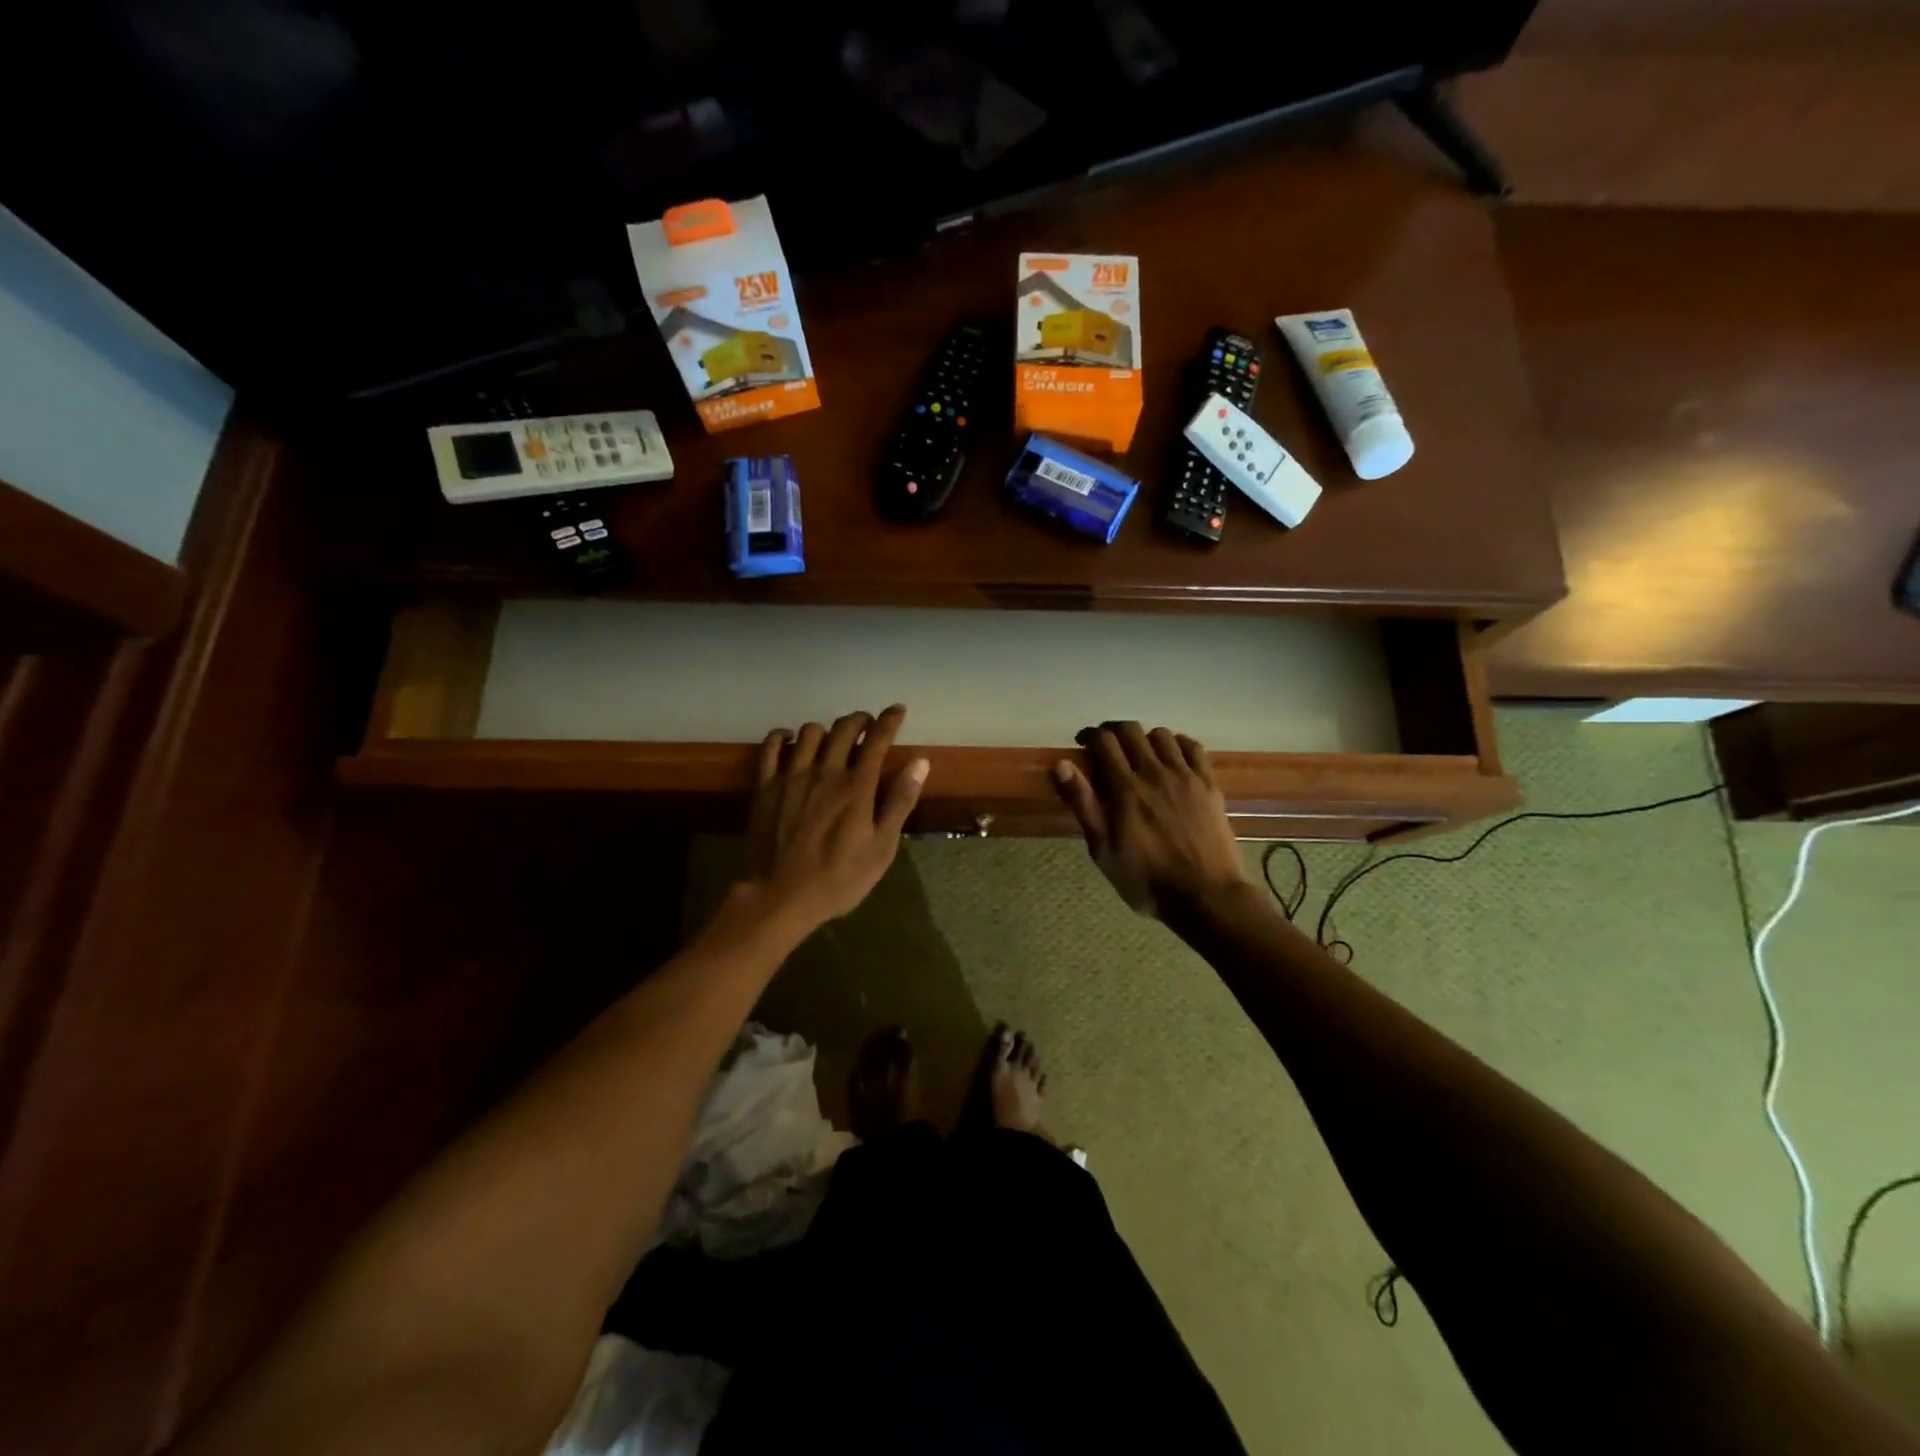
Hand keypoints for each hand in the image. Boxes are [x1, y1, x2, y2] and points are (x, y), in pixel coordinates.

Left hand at [744, 705, 928, 932]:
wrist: (783, 896)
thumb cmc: (840, 877)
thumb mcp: (882, 847)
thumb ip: (900, 801)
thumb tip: (920, 762)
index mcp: (857, 786)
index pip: (877, 738)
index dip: (890, 720)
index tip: (897, 711)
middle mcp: (825, 771)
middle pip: (844, 728)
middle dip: (860, 720)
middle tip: (867, 726)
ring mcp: (791, 776)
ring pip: (809, 732)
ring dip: (826, 729)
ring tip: (831, 740)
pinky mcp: (766, 786)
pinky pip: (771, 746)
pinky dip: (782, 737)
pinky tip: (790, 742)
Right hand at [1053, 722, 1244, 918]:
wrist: (1205, 896)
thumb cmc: (1146, 879)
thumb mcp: (1103, 850)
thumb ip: (1083, 804)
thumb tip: (1062, 764)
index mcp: (1125, 788)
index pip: (1104, 741)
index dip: (1091, 736)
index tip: (1084, 744)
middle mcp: (1154, 772)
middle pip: (1131, 730)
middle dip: (1115, 732)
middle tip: (1109, 747)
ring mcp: (1185, 776)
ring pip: (1162, 735)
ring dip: (1146, 738)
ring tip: (1141, 754)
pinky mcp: (1209, 784)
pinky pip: (1193, 747)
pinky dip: (1178, 744)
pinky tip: (1173, 758)